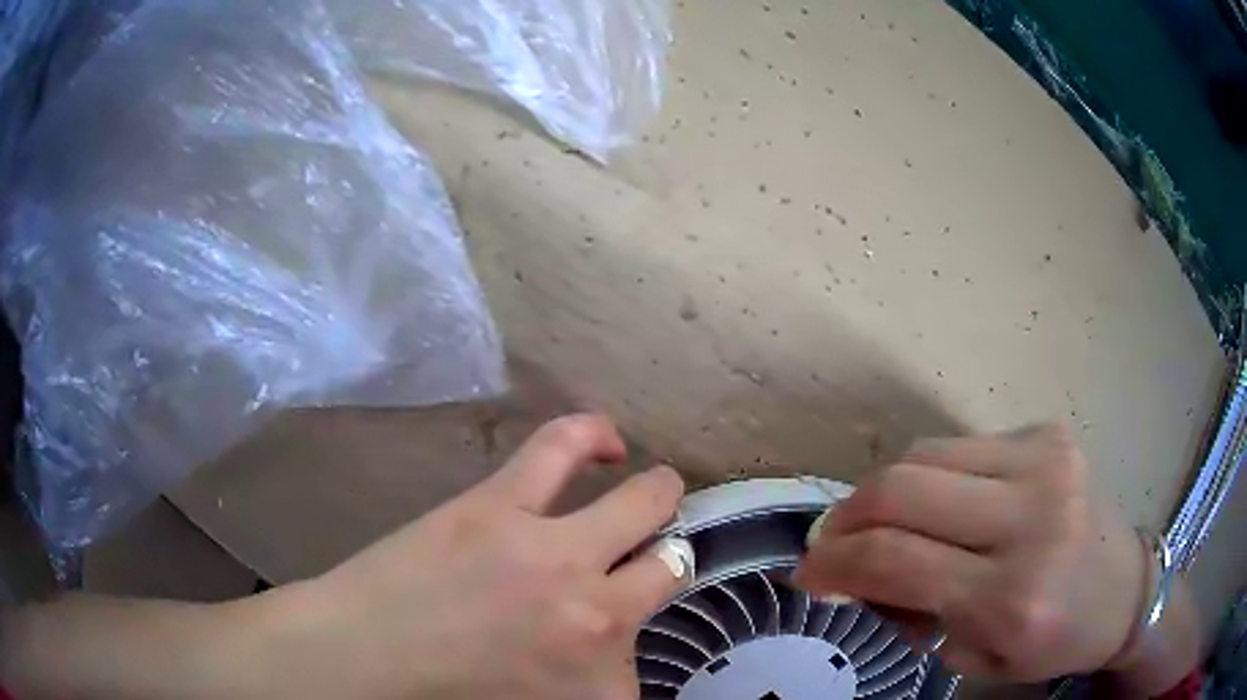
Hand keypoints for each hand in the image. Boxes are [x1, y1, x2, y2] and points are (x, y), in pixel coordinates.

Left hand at [287, 414, 688, 699]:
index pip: (650, 667)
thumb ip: (591, 684)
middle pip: (673, 570)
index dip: (631, 649)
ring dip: (659, 497)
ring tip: (656, 494)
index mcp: (603, 685)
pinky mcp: (502, 506)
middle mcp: (598, 618)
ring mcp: (555, 555)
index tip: (616, 639)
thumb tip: (609, 652)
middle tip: (654, 558)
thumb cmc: (448, 696)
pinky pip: (565, 449)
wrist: (364, 659)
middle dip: (671, 562)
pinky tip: (609, 443)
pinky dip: (594, 435)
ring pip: (645, 504)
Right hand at [794, 424, 1145, 681]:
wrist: (1126, 590)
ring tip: (883, 523)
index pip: (895, 561)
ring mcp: (1044, 462)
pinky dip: (933, 476)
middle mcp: (1031, 518)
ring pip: (925, 456)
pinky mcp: (1049, 434)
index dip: (833, 563)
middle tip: (831, 541)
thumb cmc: (1053, 640)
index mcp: (1011, 596)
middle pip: (901, 489)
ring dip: (885, 492)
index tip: (806, 573)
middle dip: (845, 516)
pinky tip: (944, 505)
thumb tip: (855, 571)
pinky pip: (962, 446)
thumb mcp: (976, 656)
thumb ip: (913, 612)